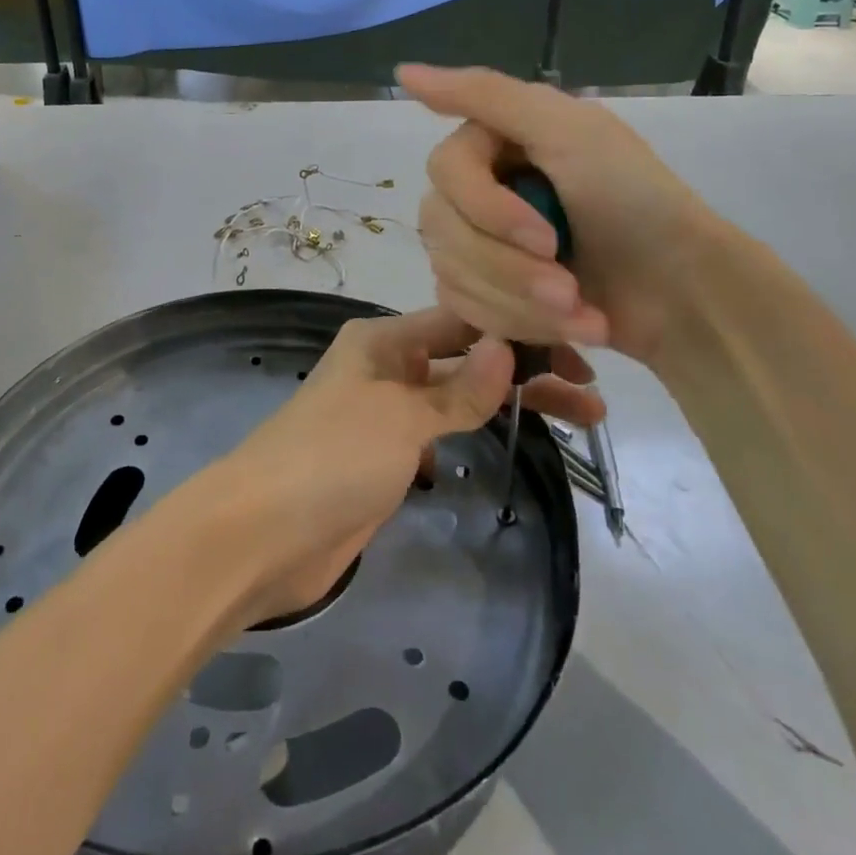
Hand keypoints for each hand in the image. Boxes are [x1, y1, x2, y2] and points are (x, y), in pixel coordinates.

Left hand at [211, 307, 600, 625]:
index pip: (463, 320)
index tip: (577, 344)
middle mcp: (386, 365)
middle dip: (525, 368)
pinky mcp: (386, 458)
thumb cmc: (332, 457)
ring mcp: (386, 413)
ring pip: (459, 396)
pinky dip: (476, 430)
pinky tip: (517, 435)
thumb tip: (507, 347)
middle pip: (467, 357)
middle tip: (592, 390)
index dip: (517, 329)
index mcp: (383, 340)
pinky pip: (441, 432)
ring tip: (578, 416)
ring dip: (509, 400)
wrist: (263, 534)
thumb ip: (458, 389)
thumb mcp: (401, 416)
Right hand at [398, 64, 715, 365]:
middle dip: (508, 268)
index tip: (547, 238)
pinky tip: (571, 326)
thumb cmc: (635, 204)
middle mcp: (480, 187)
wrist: (685, 297)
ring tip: (583, 313)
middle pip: (441, 227)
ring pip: (450, 272)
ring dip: (520, 302)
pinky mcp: (489, 291)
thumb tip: (400, 68)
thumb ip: (484, 94)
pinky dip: (520, 323)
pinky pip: (464, 307)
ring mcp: (481, 242)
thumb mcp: (569, 130)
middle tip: (569, 289)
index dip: (487, 210)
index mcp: (496, 141)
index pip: (444, 170)